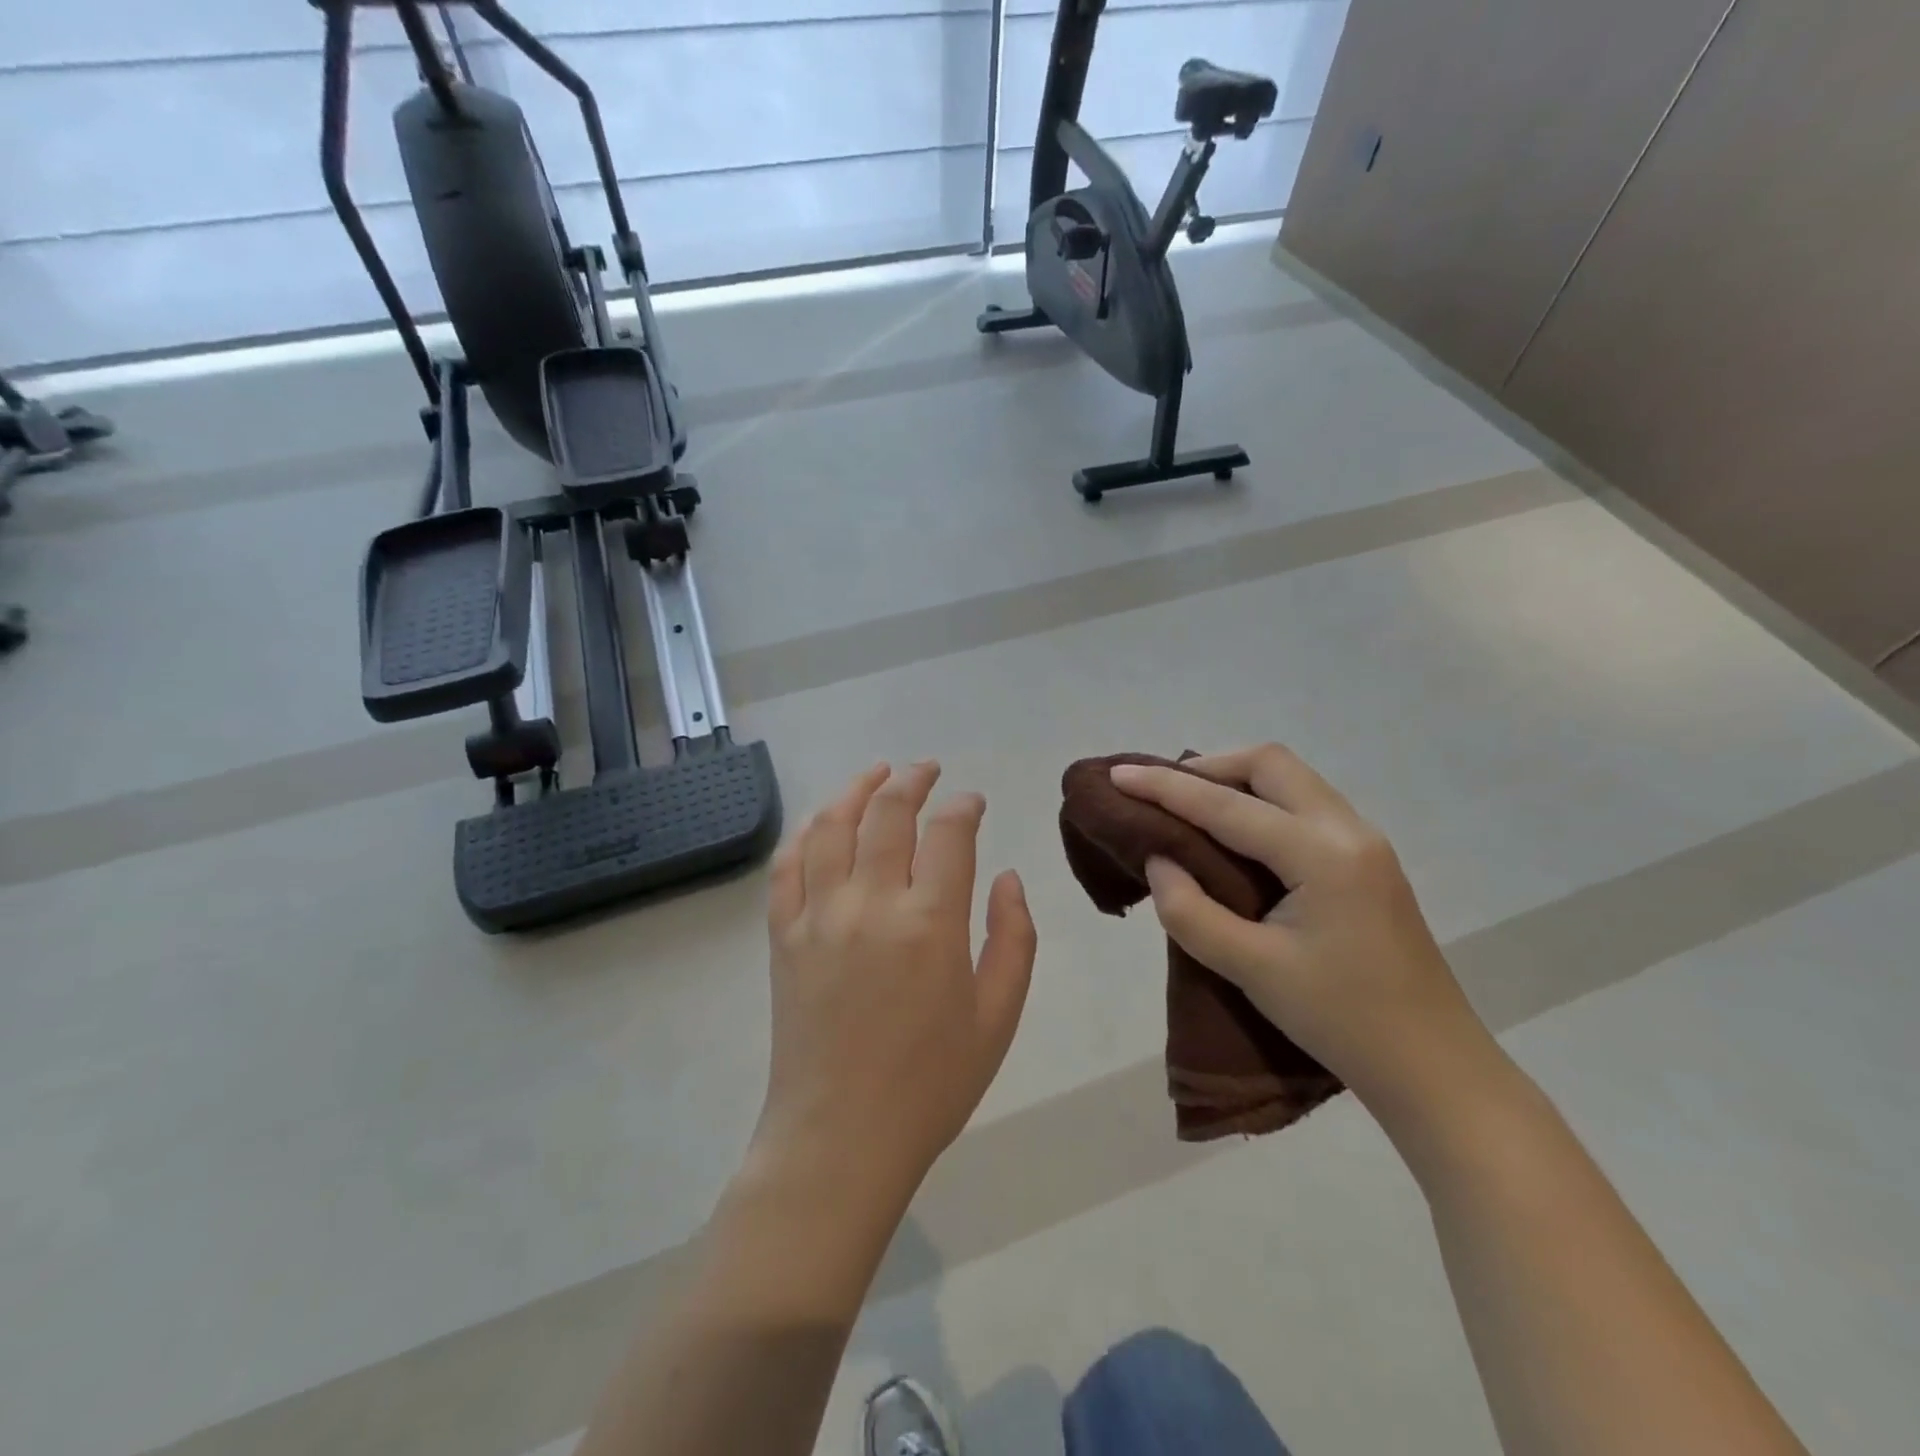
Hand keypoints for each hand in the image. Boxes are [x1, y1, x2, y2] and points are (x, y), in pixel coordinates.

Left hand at [755, 762, 1037, 1210]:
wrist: (840, 1138)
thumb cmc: (931, 1084)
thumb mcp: (997, 1017)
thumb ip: (1013, 939)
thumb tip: (1007, 878)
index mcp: (930, 922)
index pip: (948, 833)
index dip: (963, 806)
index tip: (972, 802)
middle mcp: (870, 903)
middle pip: (887, 812)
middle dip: (912, 780)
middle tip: (927, 770)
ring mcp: (818, 915)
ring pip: (831, 825)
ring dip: (855, 789)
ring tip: (876, 773)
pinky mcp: (783, 935)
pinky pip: (787, 866)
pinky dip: (807, 833)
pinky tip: (823, 823)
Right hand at [1110, 744, 1495, 1116]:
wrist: (1434, 1068)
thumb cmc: (1342, 1021)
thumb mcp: (1253, 970)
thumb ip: (1191, 911)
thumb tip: (1159, 861)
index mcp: (1322, 855)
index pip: (1228, 806)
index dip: (1166, 787)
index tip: (1118, 775)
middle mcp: (1349, 830)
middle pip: (1270, 765)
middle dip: (1208, 768)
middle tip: (1160, 791)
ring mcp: (1365, 843)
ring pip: (1292, 780)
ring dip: (1237, 781)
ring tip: (1189, 805)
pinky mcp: (1367, 861)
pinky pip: (1305, 804)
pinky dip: (1261, 801)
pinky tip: (1236, 832)